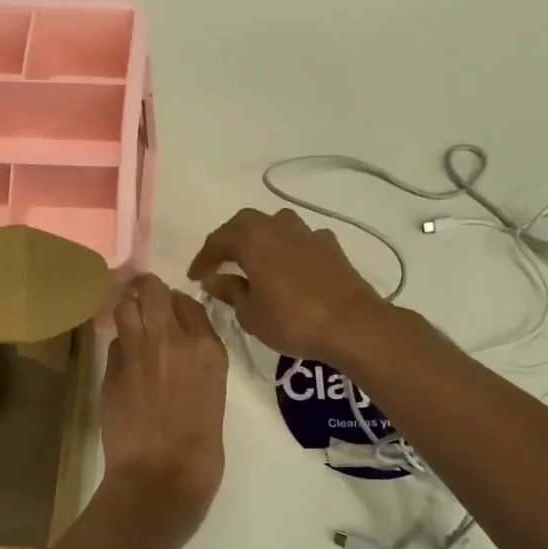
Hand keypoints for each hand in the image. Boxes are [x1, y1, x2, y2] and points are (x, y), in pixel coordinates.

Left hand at [98, 274, 227, 545]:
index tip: (172, 312)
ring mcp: (137, 352)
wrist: (160, 478)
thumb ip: (198, 365)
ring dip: (127, 309)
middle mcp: (172, 340)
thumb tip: (180, 353)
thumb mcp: (213, 396)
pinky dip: (118, 345)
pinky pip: (114, 343)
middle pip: (153, 291)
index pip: (188, 302)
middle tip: (143, 298)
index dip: (176, 304)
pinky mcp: (111, 370)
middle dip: (146, 291)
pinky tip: (123, 360)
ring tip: (129, 319)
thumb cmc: (200, 450)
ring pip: (125, 307)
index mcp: (208, 349)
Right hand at [188, 208, 390, 364]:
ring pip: (275, 225)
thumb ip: (230, 291)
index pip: (218, 240)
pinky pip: (300, 239)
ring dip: (260, 238)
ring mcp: (308, 234)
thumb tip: (215, 279)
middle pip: (246, 223)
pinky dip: (287, 249)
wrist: (352, 325)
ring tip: (253, 260)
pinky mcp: (331, 246)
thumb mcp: (251, 314)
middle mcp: (279, 227)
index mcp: (253, 240)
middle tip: (219, 262)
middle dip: (229, 240)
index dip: (203, 258)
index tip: (194, 276)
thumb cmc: (293, 321)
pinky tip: (288, 267)